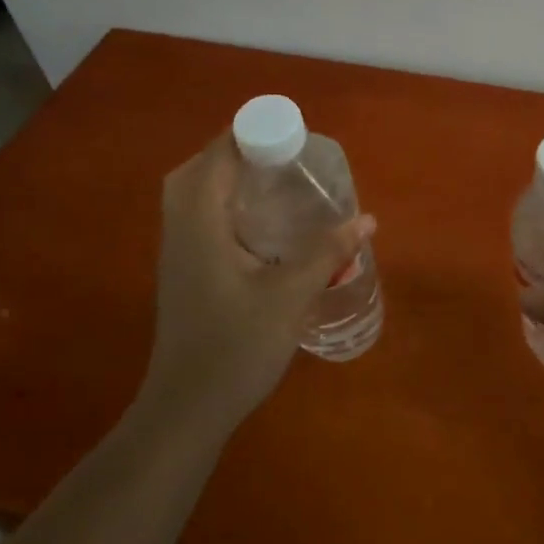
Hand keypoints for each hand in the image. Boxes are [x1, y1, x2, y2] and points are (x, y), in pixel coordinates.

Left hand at [136, 135, 374, 442]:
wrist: (186, 410)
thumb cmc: (235, 348)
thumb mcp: (290, 296)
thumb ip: (327, 252)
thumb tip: (366, 218)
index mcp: (200, 224)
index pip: (217, 157)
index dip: (249, 134)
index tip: (290, 132)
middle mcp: (180, 230)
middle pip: (197, 170)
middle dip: (235, 151)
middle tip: (280, 155)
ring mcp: (176, 253)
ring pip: (193, 195)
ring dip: (226, 177)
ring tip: (273, 179)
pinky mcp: (183, 273)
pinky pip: (197, 218)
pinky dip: (222, 204)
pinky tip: (259, 224)